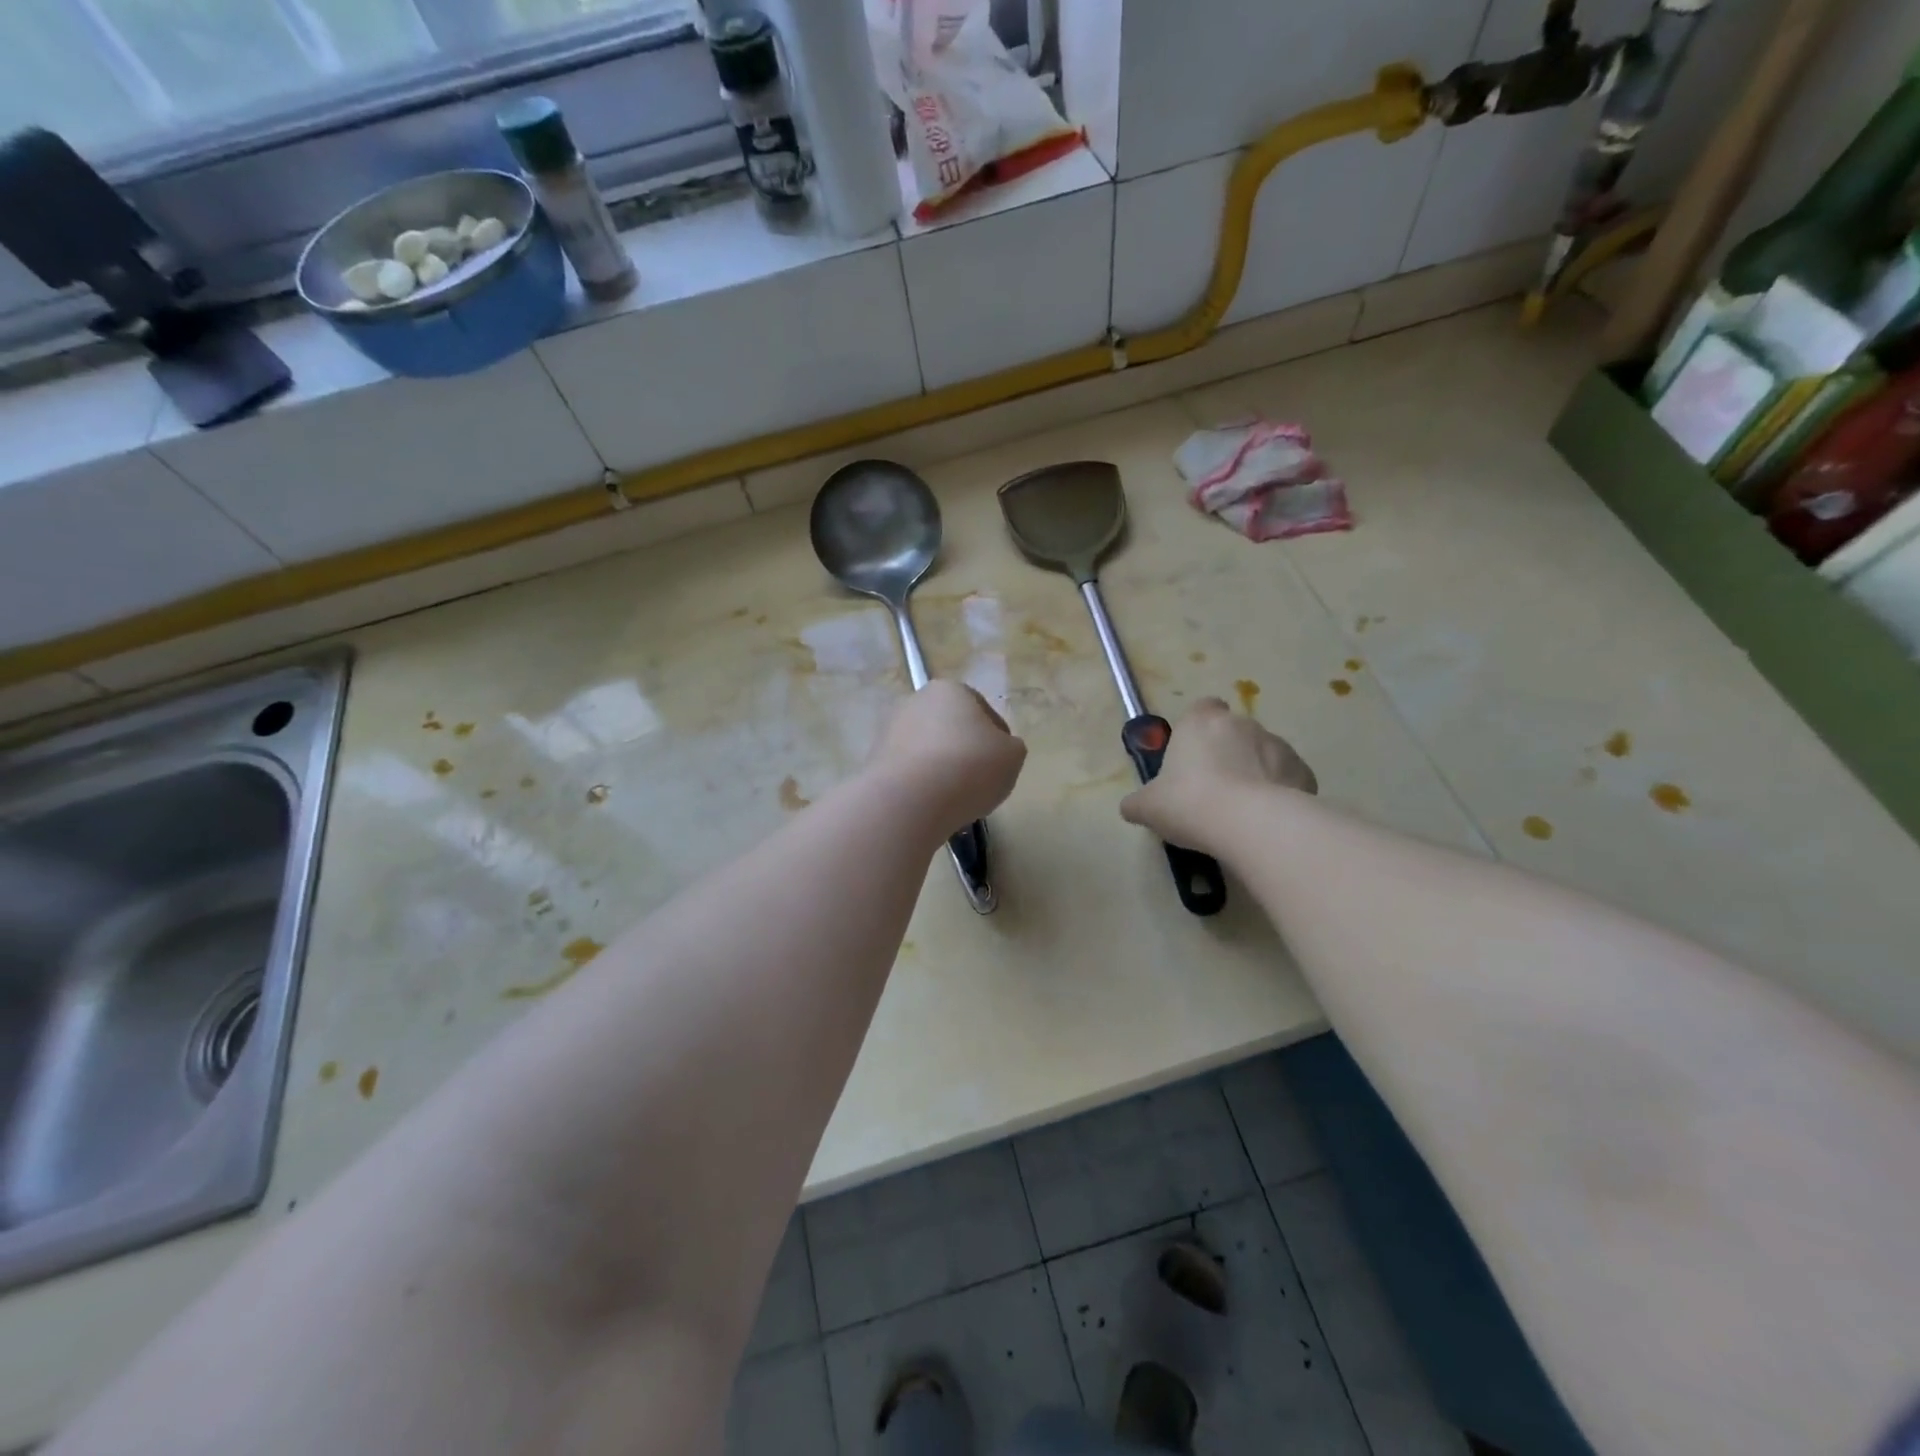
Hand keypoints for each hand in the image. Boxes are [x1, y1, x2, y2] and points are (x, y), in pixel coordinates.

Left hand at [867, 680, 1027, 833]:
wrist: (909, 800)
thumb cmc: (969, 767)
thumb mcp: (1012, 756)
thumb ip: (1010, 748)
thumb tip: (998, 750)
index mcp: (950, 690)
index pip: (983, 712)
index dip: (998, 740)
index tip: (1002, 766)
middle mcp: (916, 702)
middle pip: (952, 730)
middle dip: (965, 753)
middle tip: (980, 782)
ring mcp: (890, 731)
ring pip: (929, 752)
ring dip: (942, 770)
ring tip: (955, 800)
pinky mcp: (874, 762)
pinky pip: (910, 773)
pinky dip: (921, 786)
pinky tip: (931, 806)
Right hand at [1120, 698, 1315, 853]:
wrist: (1250, 823)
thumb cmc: (1189, 803)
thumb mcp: (1148, 807)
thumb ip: (1138, 802)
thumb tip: (1131, 807)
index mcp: (1199, 722)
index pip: (1201, 708)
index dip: (1197, 729)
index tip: (1191, 756)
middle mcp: (1240, 723)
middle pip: (1232, 732)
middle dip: (1227, 754)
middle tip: (1213, 790)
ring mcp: (1276, 744)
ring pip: (1262, 754)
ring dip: (1254, 772)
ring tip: (1242, 810)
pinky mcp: (1302, 771)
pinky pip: (1286, 778)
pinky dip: (1279, 792)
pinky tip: (1267, 819)